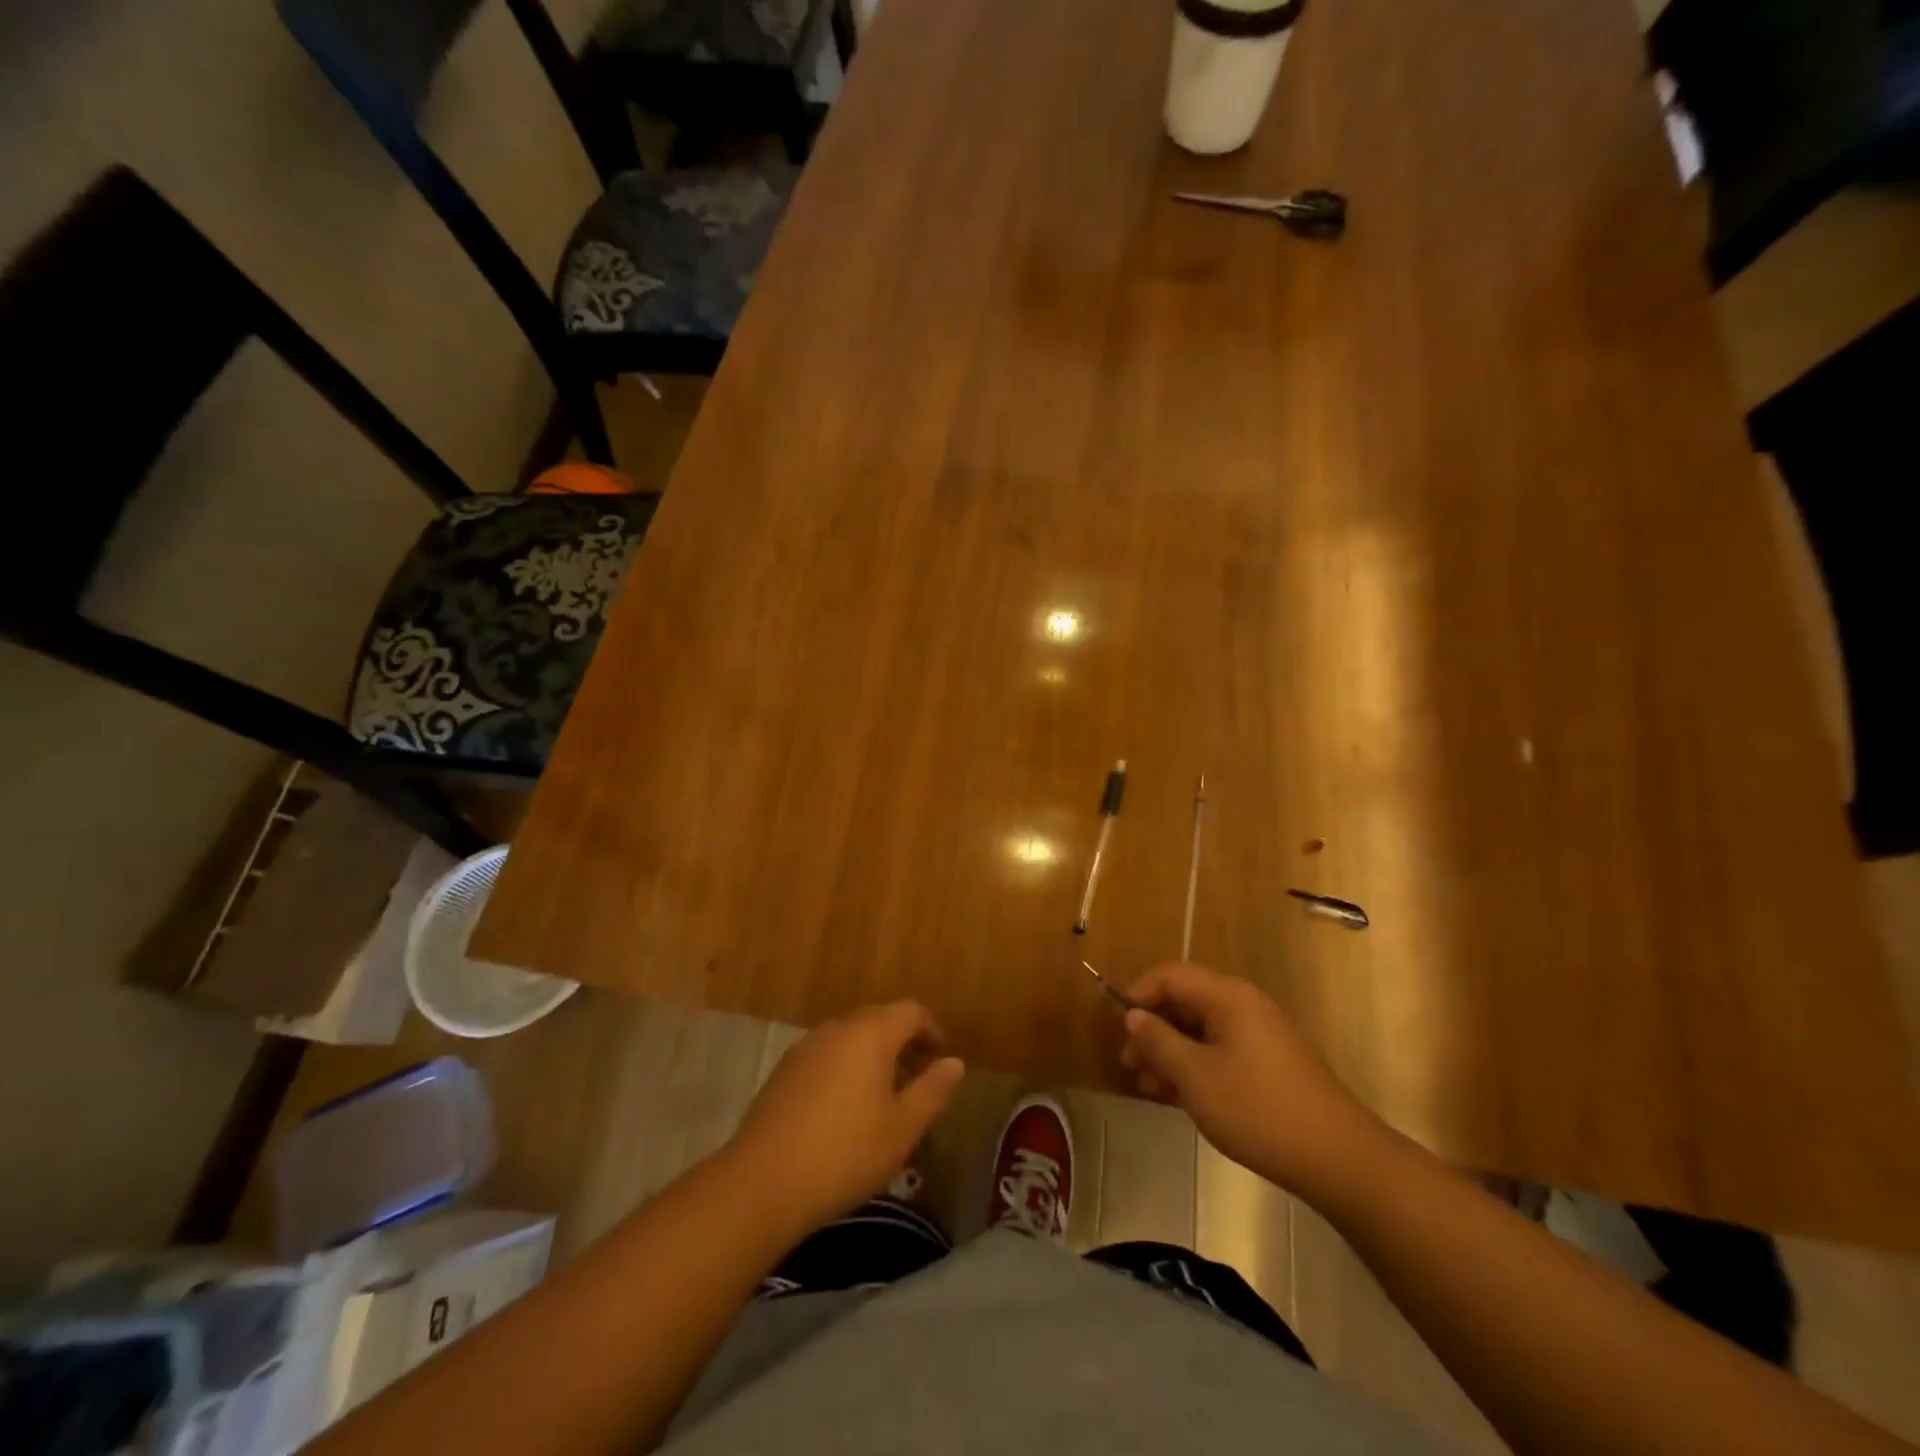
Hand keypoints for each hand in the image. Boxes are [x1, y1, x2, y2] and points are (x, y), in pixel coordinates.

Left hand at [726, 1002, 964, 1234]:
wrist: (761, 1182)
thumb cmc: (844, 1154)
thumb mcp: (902, 1129)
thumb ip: (933, 1091)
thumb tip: (954, 1063)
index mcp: (870, 1034)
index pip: (910, 1012)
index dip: (931, 1030)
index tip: (942, 1057)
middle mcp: (837, 1029)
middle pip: (879, 1020)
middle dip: (904, 1042)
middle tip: (919, 1078)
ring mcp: (806, 1047)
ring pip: (851, 1038)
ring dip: (874, 1056)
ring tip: (885, 1097)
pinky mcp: (784, 1071)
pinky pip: (827, 1055)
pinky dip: (846, 1068)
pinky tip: (846, 1109)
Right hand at [1120, 963, 1386, 1196]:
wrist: (1338, 1158)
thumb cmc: (1258, 1110)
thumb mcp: (1196, 1077)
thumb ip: (1159, 1041)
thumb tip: (1133, 1015)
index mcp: (1227, 997)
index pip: (1171, 976)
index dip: (1139, 993)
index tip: (1119, 1027)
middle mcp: (1244, 1005)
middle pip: (1185, 1002)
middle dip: (1153, 1030)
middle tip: (1129, 1064)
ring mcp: (1260, 1035)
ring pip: (1201, 1030)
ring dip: (1171, 1053)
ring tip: (1147, 1087)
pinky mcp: (1270, 1063)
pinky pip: (1220, 1050)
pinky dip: (1195, 1066)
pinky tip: (1178, 1097)